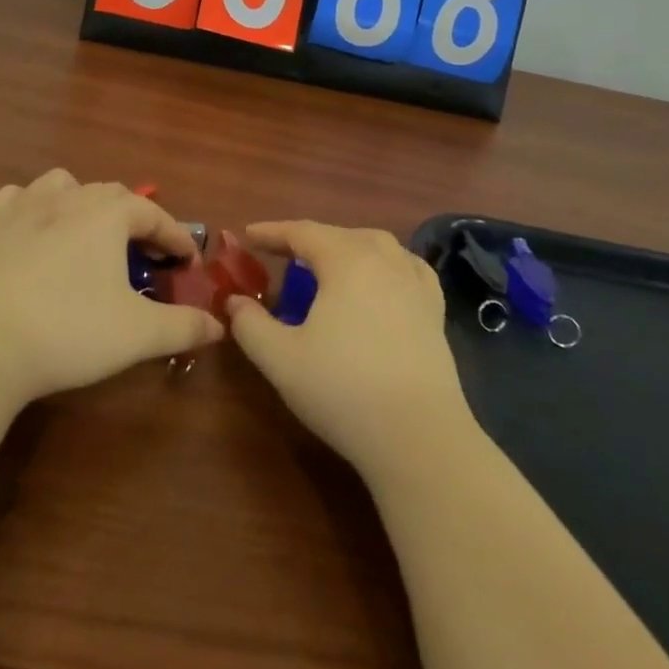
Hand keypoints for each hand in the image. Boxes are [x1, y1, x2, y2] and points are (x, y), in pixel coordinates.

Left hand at [0, 169, 222, 405]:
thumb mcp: (137, 334)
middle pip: (113, 195)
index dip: (177, 238)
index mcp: (108, 214)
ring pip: (63, 185)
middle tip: (144, 256)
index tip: (189, 262)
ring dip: (84, 203)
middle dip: (135, 221)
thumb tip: (219, 326)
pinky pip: (16, 199)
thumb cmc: (68, 332)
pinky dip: (31, 207)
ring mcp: (24, 208)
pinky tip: (33, 229)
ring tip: (89, 234)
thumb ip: (183, 326)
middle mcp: (68, 198)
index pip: (155, 216)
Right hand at [227, 221, 470, 477]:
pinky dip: (387, 263)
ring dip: (348, 247)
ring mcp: (415, 283)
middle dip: (308, 239)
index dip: (272, 232)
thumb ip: (250, 325)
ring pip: (378, 246)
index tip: (248, 234)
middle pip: (340, 235)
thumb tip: (234, 302)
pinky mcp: (435, 311)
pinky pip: (408, 268)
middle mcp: (384, 260)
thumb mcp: (280, 359)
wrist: (419, 437)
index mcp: (346, 260)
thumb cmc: (343, 390)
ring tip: (329, 263)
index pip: (303, 232)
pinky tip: (383, 279)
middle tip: (282, 253)